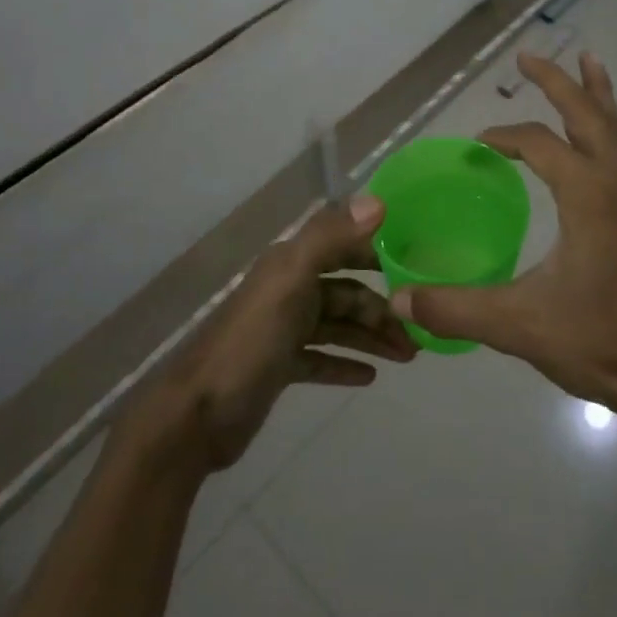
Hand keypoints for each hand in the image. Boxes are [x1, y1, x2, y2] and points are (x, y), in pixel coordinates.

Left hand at [122, 197, 416, 472]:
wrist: (197, 415)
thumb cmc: (251, 341)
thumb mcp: (291, 280)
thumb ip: (330, 237)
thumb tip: (378, 201)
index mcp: (291, 264)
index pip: (343, 245)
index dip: (378, 251)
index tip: (417, 263)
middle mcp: (289, 289)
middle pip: (346, 292)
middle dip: (382, 307)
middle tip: (418, 328)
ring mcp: (283, 329)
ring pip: (339, 326)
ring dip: (371, 337)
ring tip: (407, 355)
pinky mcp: (280, 366)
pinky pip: (322, 358)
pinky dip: (345, 363)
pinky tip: (370, 376)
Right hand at [391, 52, 616, 411]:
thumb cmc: (596, 342)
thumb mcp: (517, 325)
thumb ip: (454, 309)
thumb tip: (397, 301)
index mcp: (586, 195)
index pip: (538, 144)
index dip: (504, 138)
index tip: (478, 145)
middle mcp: (616, 184)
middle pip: (585, 115)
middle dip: (556, 82)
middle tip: (528, 56)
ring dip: (598, 94)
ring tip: (589, 59)